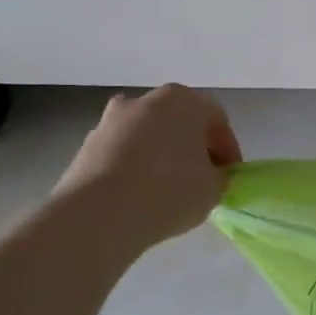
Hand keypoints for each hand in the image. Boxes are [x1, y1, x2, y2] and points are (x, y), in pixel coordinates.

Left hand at [53, 85, 242, 252]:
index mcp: (184, 101)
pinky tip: (140, 195)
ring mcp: (110, 121)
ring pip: (147, 136)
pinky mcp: (86, 146)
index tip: (230, 175)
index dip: (228, 149)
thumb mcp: (215, 187)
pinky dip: (134, 167)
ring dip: (161, 155)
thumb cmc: (171, 190)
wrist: (99, 214)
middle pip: (179, 122)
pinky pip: (122, 153)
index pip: (217, 120)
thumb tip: (209, 174)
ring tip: (167, 189)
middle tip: (201, 177)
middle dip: (192, 147)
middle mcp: (145, 101)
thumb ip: (218, 174)